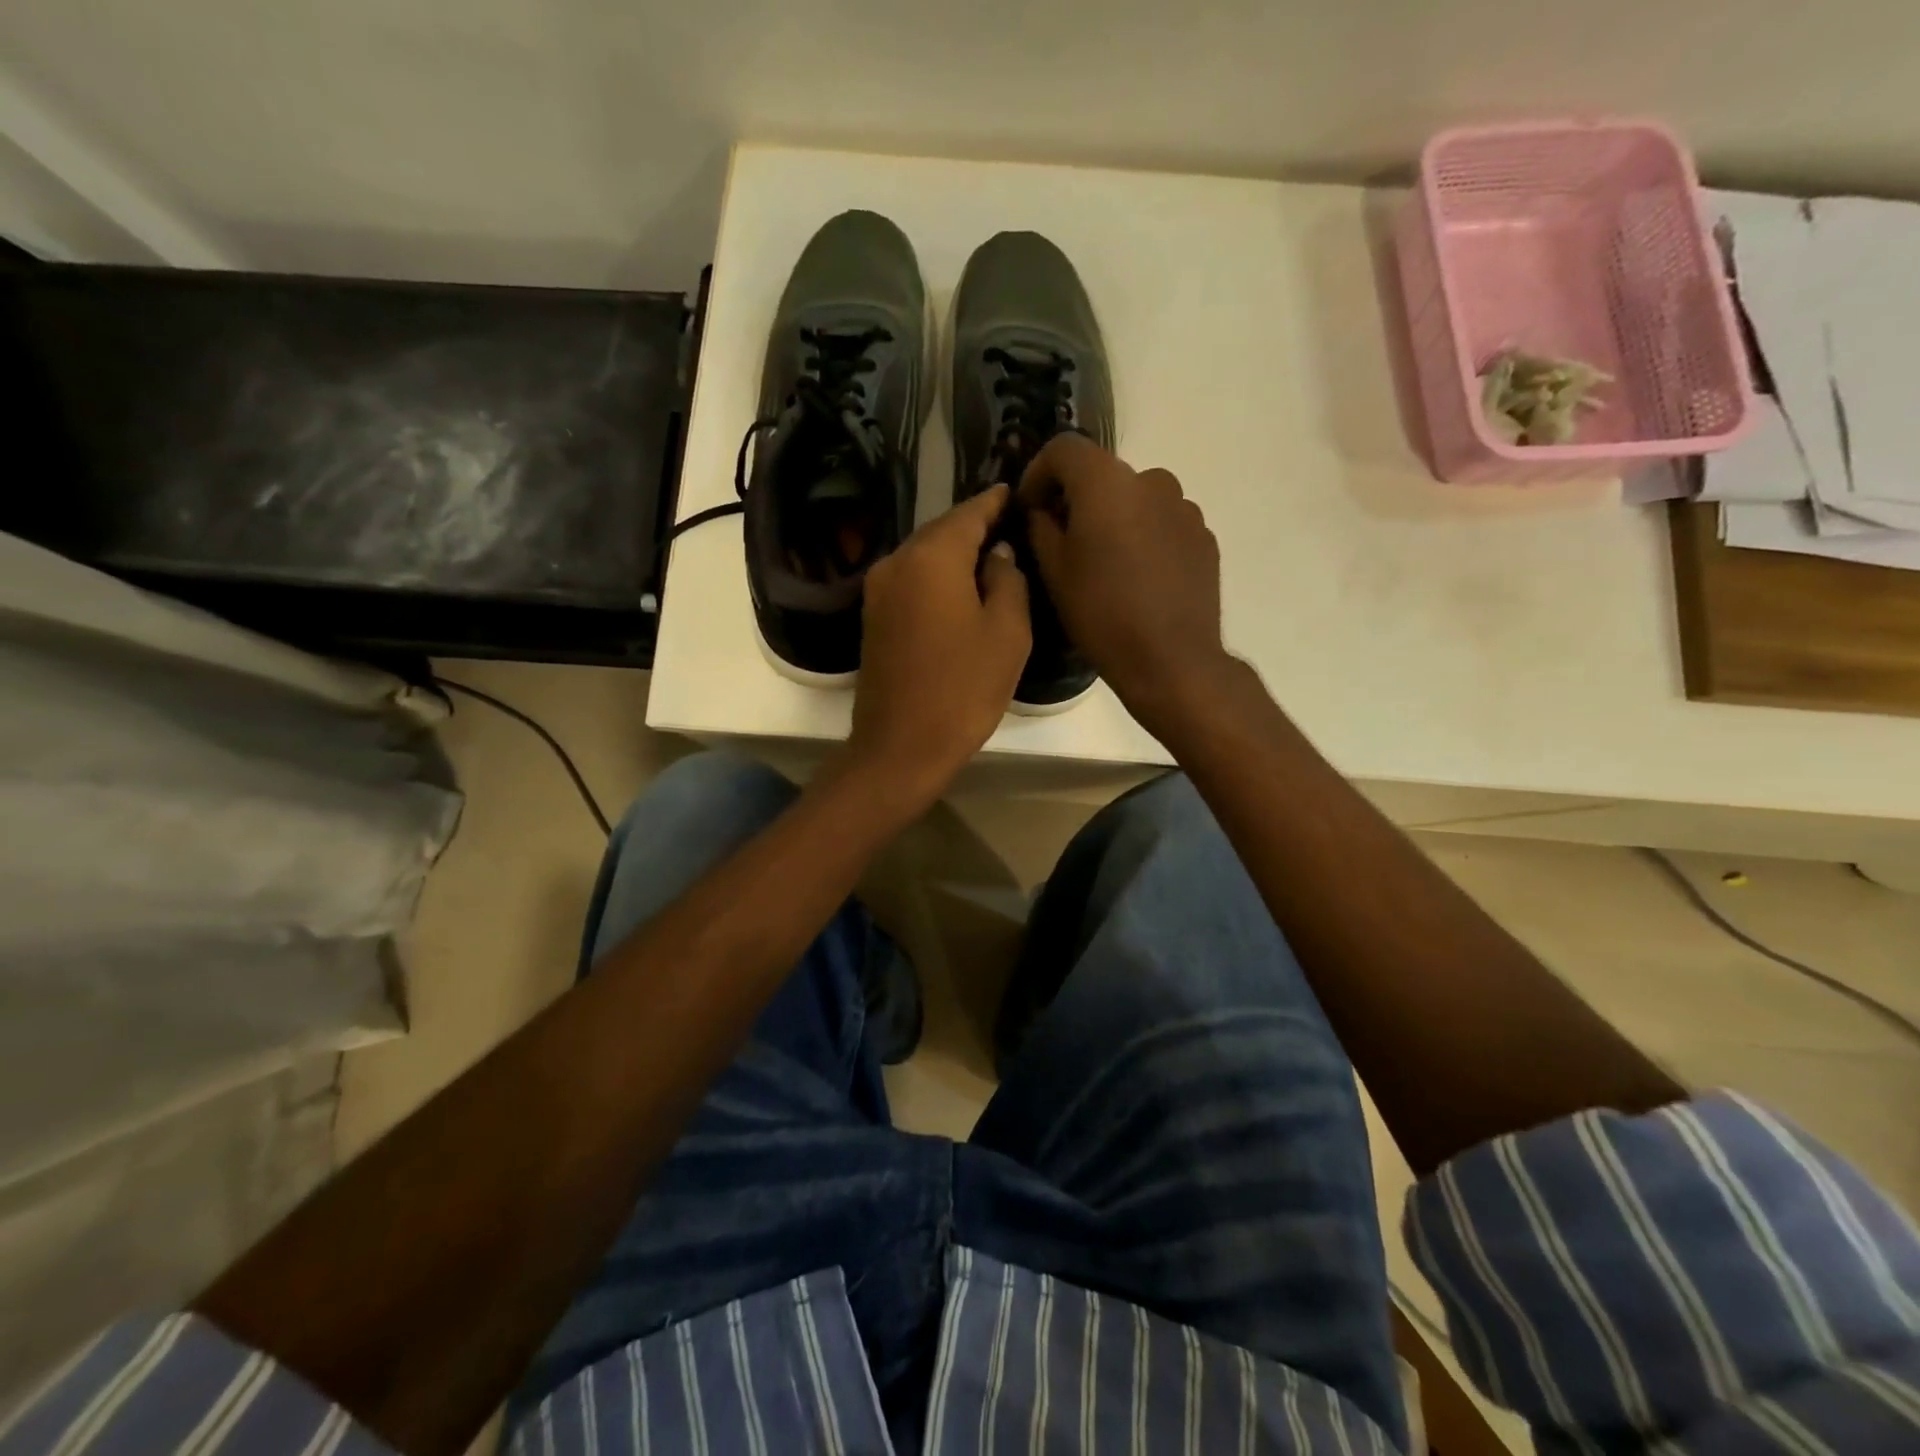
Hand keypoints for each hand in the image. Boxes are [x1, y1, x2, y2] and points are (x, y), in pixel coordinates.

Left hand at [848, 484, 1030, 802]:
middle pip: (942, 531)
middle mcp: (897, 561)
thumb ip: (1008, 579)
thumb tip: (997, 553)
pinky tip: (961, 588)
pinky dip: (937, 576)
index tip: (1017, 493)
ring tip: (992, 556)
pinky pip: (911, 580)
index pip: (969, 512)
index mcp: (932, 556)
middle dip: (975, 526)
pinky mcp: (873, 616)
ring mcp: (878, 589)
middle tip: (1012, 526)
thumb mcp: (1007, 632)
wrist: (901, 746)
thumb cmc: (963, 689)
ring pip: (924, 555)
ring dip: (956, 552)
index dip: (996, 501)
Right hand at [1019, 433, 1232, 733]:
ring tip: (1105, 563)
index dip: (1038, 472)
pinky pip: (1162, 523)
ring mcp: (1184, 508)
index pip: (1064, 449)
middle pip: (1102, 474)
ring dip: (1114, 518)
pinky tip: (1137, 577)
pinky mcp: (1203, 536)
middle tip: (1062, 540)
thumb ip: (1041, 527)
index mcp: (1107, 483)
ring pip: (1135, 499)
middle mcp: (1151, 480)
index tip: (1030, 508)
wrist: (1171, 659)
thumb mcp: (1054, 572)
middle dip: (1077, 499)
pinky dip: (1144, 537)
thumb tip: (1043, 510)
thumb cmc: (1102, 614)